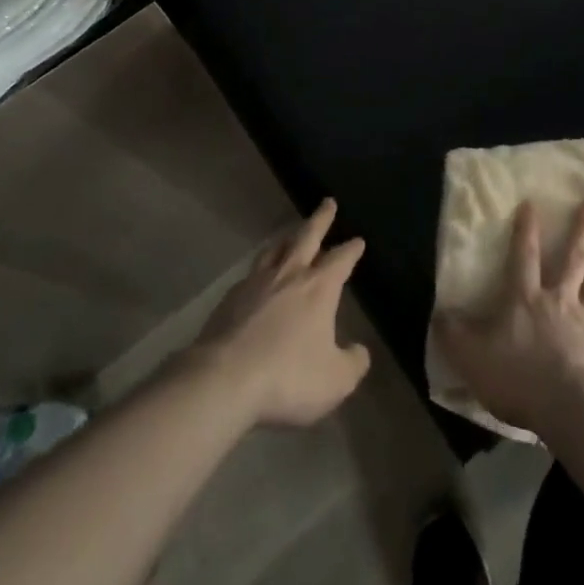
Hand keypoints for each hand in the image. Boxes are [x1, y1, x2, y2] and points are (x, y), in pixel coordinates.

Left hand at [191, 198, 371, 427]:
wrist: (224, 379)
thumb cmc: (288, 376)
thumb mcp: (335, 381)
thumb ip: (352, 364)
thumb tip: (359, 352)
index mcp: (319, 288)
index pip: (341, 260)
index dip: (351, 250)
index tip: (358, 241)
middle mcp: (289, 274)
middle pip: (307, 236)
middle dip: (321, 219)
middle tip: (328, 203)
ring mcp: (256, 282)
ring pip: (275, 249)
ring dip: (287, 237)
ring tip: (291, 233)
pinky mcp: (230, 298)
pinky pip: (251, 273)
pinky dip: (261, 268)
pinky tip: (259, 277)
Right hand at [435, 197, 583, 434]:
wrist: (562, 406)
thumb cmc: (514, 376)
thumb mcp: (470, 355)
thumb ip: (454, 332)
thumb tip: (439, 313)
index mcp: (526, 298)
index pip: (523, 256)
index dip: (526, 230)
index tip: (532, 203)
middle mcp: (560, 301)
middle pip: (575, 258)